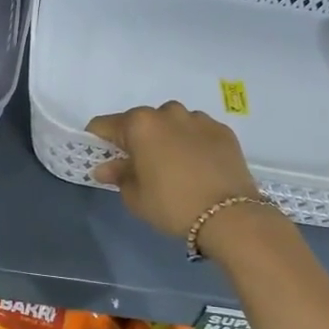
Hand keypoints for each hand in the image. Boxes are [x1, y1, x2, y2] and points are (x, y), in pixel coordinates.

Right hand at [87, 102, 264, 241]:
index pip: (105, 125)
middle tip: (139, 166)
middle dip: (135, 139)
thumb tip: (105, 167)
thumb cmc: (172, 205)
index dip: (98, 140)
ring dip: (166, 138)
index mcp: (140, 124)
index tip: (101, 157)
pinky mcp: (222, 130)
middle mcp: (167, 113)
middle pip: (140, 121)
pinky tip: (197, 166)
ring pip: (171, 123)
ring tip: (173, 165)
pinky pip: (197, 131)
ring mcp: (198, 118)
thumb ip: (118, 175)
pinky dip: (191, 142)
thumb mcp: (136, 197)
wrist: (230, 216)